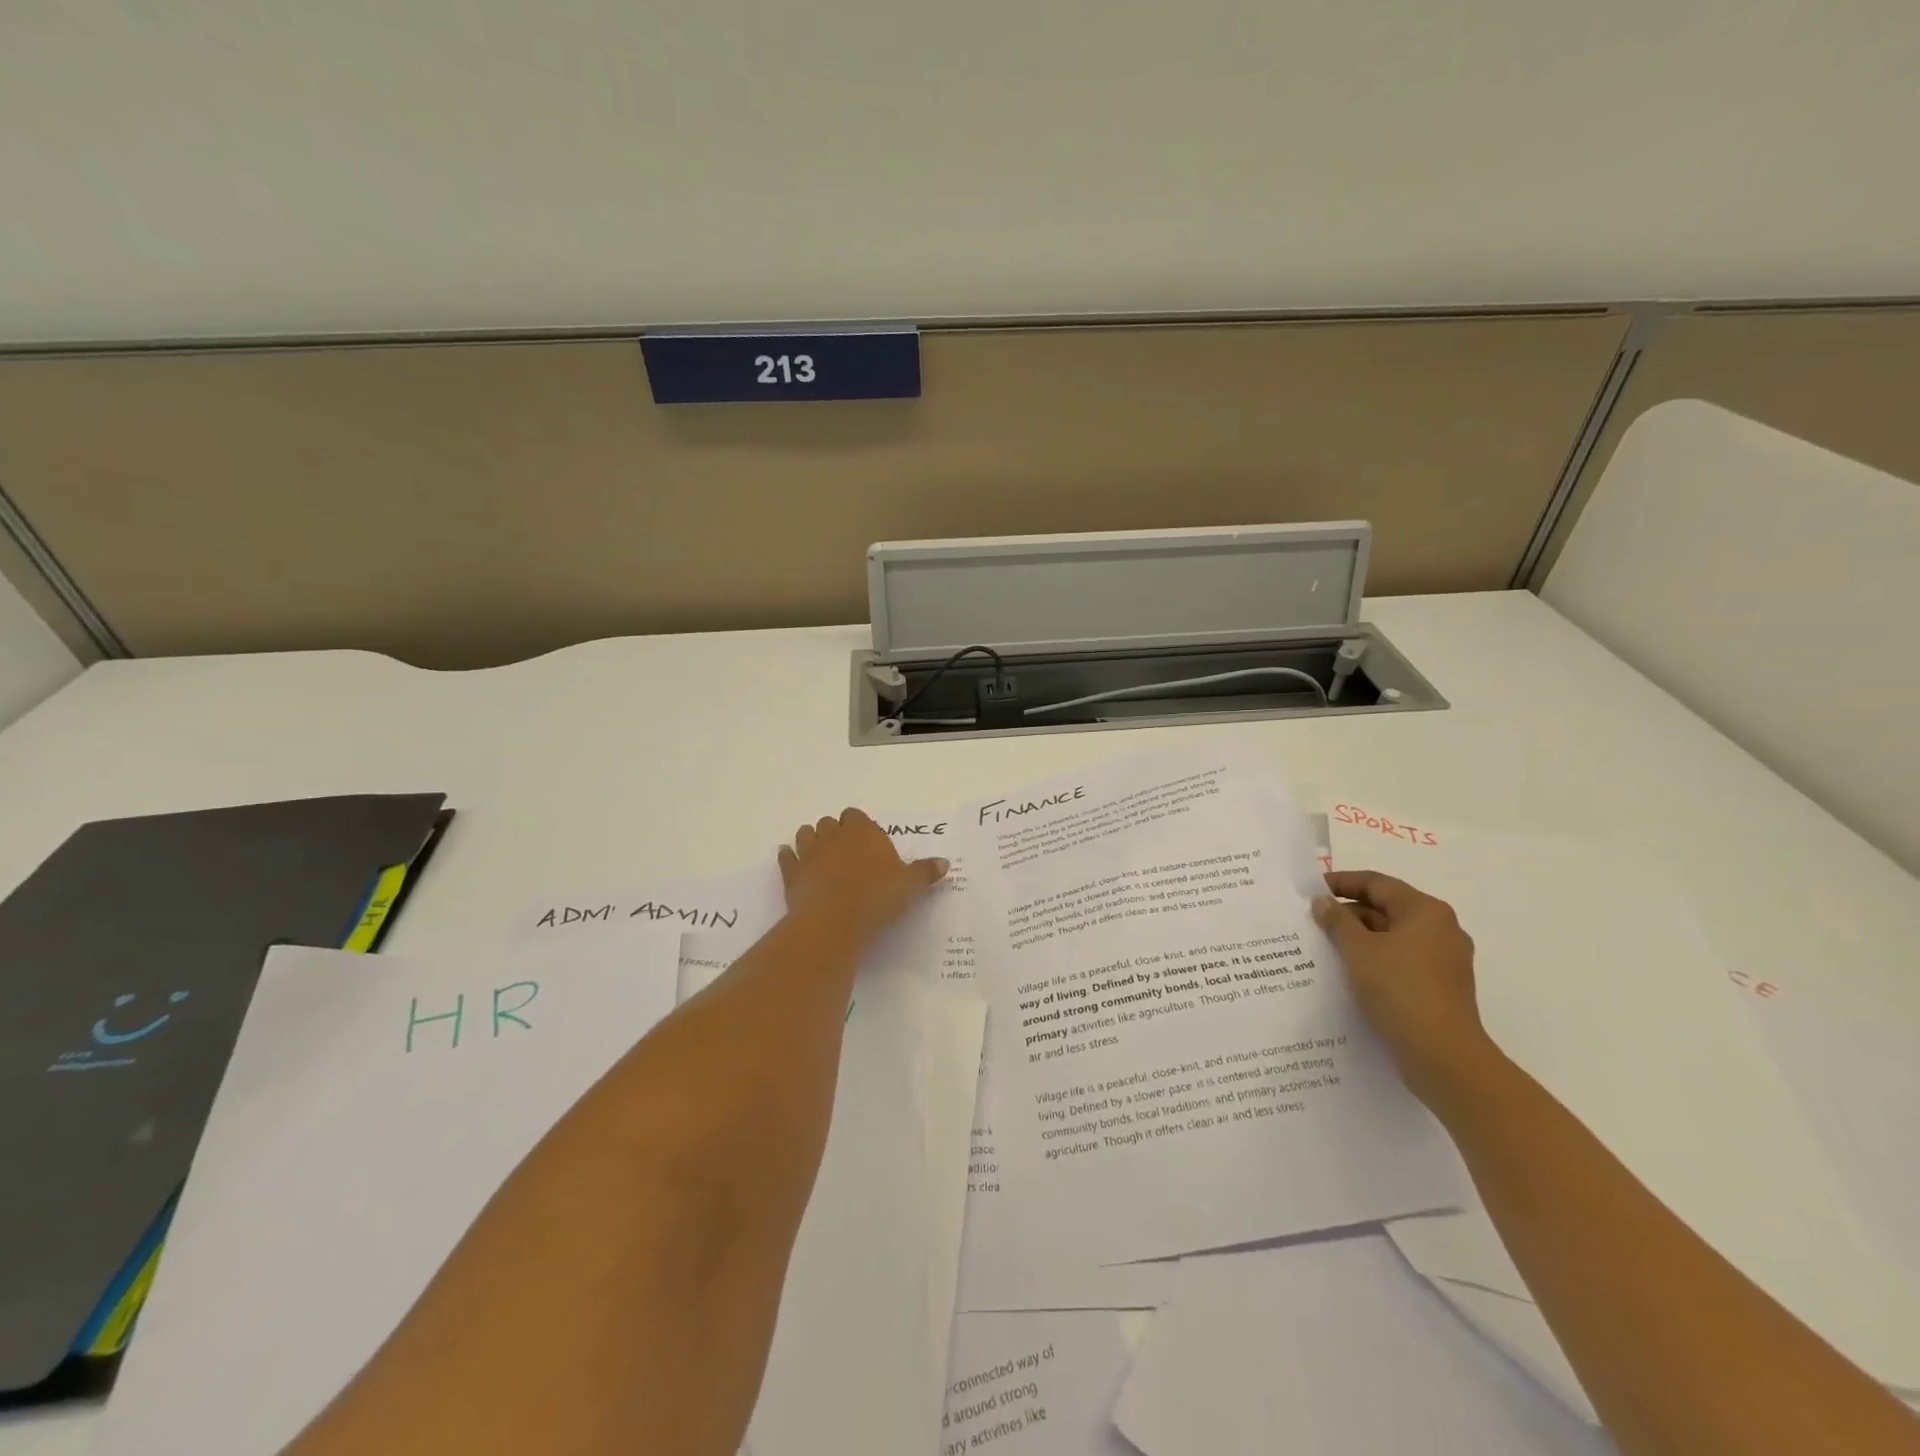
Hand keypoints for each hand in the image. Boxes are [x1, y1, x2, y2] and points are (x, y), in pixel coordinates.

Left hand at [777, 808, 947, 946]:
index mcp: (863, 832)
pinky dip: (788, 858)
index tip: (866, 839)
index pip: (855, 815)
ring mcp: (809, 854)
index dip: (859, 825)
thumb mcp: (910, 886)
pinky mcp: (792, 875)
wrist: (834, 921)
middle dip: (835, 831)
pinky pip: (786, 858)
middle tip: (845, 849)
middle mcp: (834, 836)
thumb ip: (925, 872)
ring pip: (805, 834)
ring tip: (819, 852)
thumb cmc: (877, 897)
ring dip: (810, 840)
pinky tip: (791, 861)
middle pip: (829, 823)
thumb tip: (944, 863)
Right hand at [1312, 870, 1496, 1106]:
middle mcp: (1441, 930)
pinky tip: (1349, 973)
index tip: (1311, 890)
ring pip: (1393, 937)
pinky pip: (1401, 961)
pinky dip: (1375, 961)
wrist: (1443, 1056)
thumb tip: (1322, 901)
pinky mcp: (1441, 987)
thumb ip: (1337, 920)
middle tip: (1313, 922)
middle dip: (1349, 914)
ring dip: (1360, 939)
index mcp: (1426, 911)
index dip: (1341, 883)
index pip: (1377, 884)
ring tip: (1324, 948)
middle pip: (1387, 909)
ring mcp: (1444, 960)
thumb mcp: (1358, 950)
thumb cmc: (1399, 990)